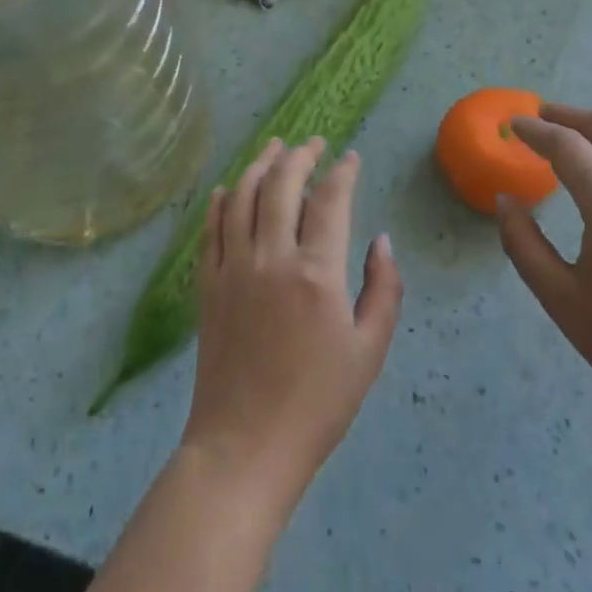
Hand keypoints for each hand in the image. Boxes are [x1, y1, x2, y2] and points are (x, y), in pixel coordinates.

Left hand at [181, 138, 403, 515]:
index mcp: (316, 273)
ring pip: (241, 196)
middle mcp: (271, 258)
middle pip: (281, 184)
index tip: (351, 158)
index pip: (330, 200)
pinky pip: (212, 228)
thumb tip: (380, 241)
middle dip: (300, 155)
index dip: (342, 172)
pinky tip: (229, 188)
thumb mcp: (370, 351)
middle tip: (314, 143)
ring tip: (275, 148)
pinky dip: (221, 200)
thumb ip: (383, 289)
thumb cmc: (317, 404)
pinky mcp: (207, 284)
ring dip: (259, 165)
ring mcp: (233, 268)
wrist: (245, 447)